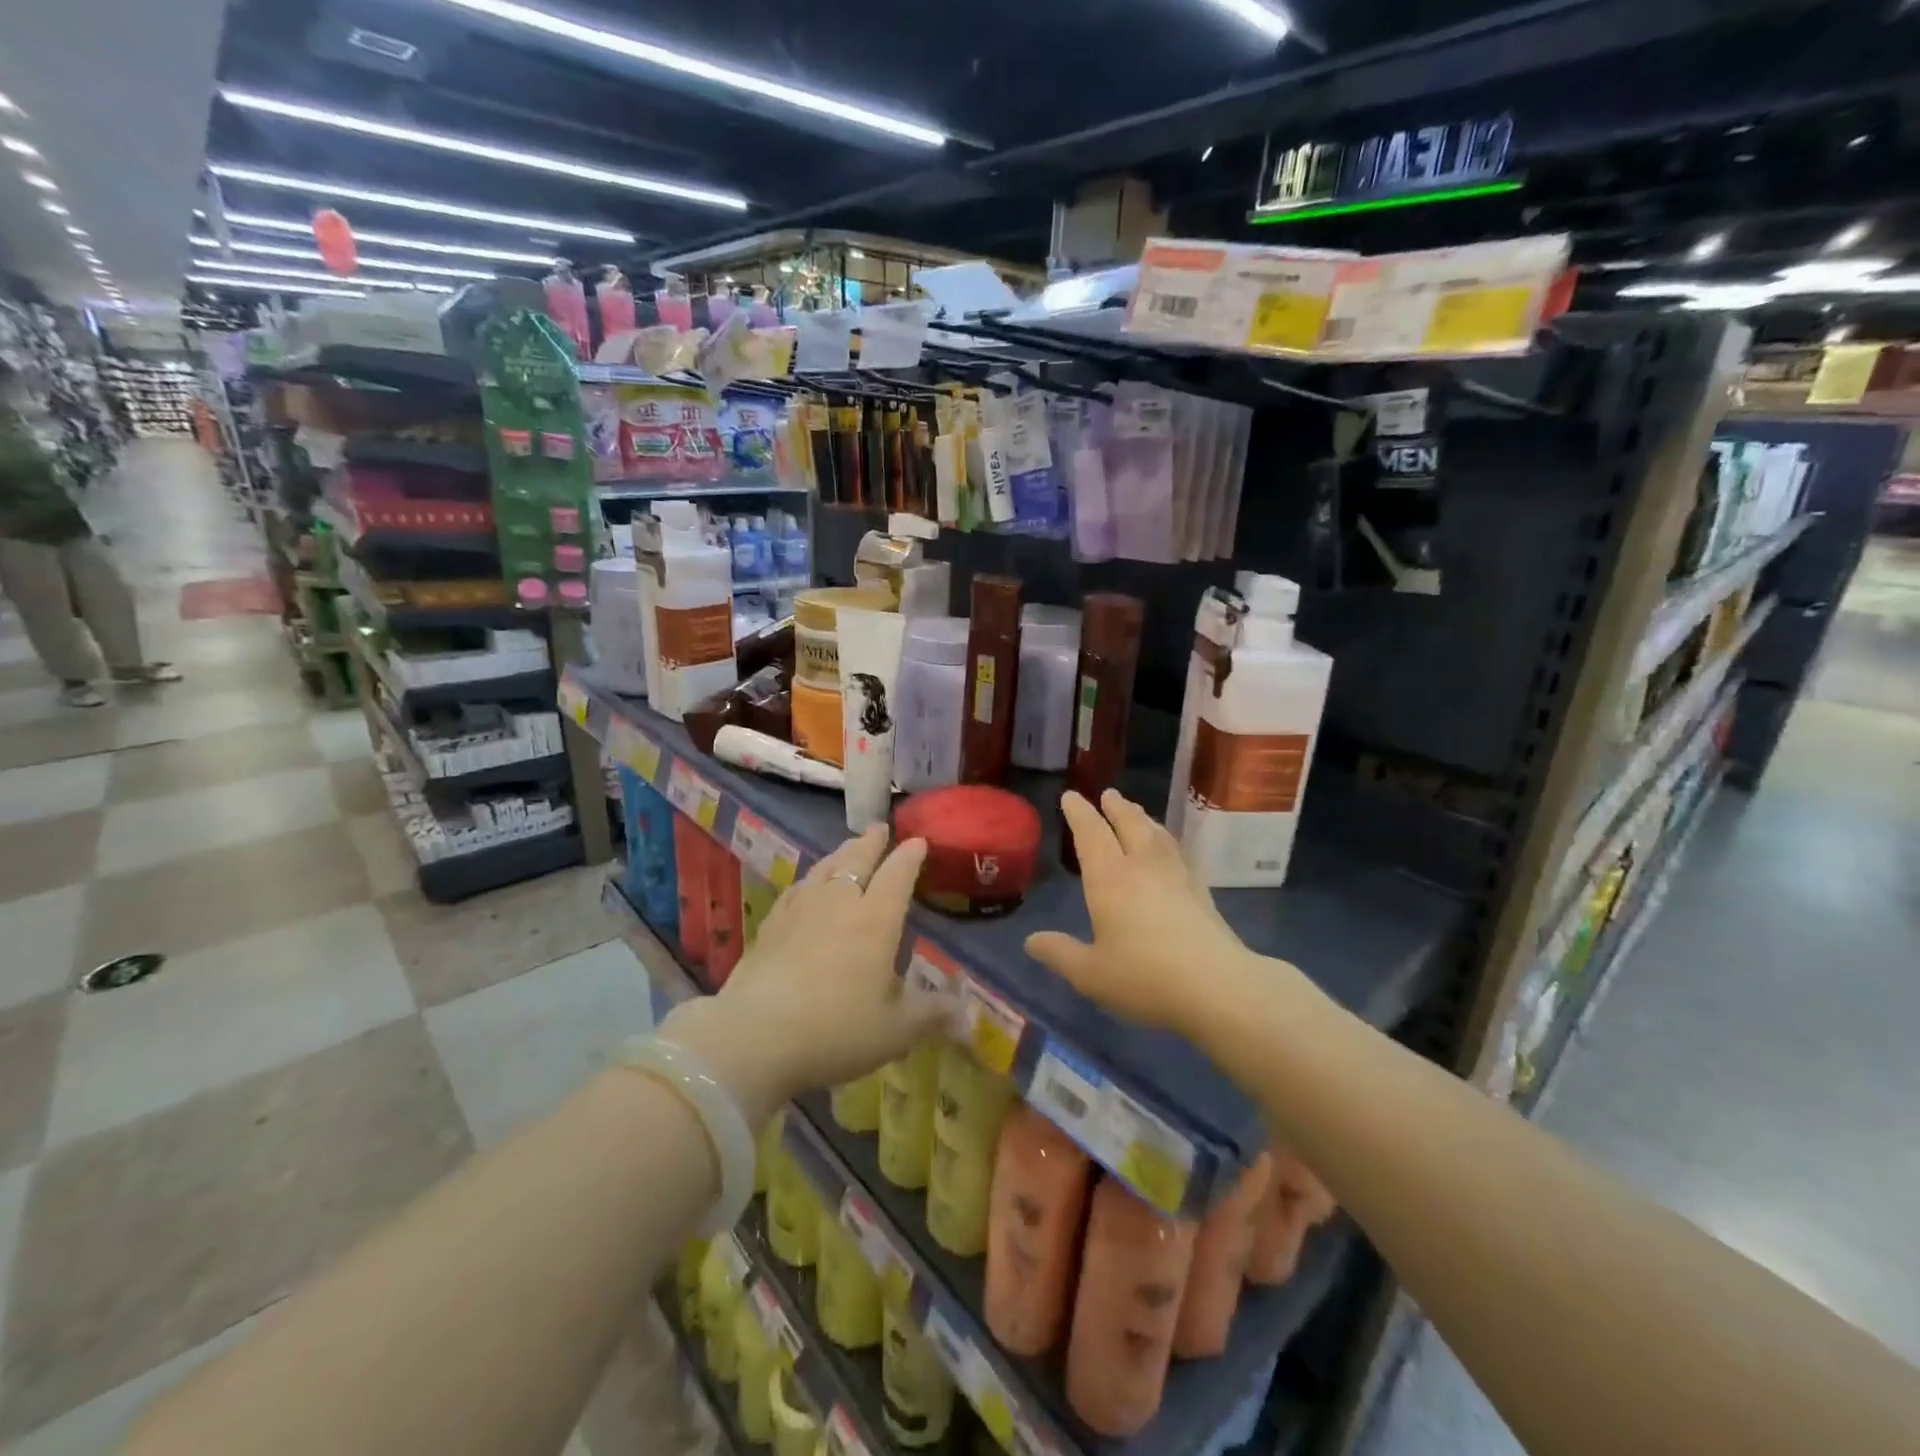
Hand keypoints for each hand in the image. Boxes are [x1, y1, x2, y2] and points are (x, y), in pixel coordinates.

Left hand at [662, 826, 945, 1123]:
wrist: (755, 1037)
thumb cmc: (836, 1030)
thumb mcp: (896, 1030)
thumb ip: (932, 1015)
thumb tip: (966, 1015)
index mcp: (875, 920)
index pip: (897, 875)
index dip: (910, 856)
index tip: (918, 842)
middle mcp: (839, 903)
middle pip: (857, 860)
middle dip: (872, 842)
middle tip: (880, 828)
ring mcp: (800, 910)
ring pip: (824, 868)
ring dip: (840, 854)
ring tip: (848, 848)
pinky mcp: (771, 925)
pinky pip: (796, 889)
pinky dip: (810, 879)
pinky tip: (806, 885)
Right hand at [1025, 790, 1268, 1040]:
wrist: (1217, 986)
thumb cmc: (1144, 977)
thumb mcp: (1091, 973)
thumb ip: (1060, 954)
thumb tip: (1031, 941)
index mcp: (1109, 878)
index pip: (1090, 833)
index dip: (1079, 813)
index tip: (1070, 796)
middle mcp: (1141, 866)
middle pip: (1129, 823)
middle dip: (1115, 807)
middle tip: (1108, 794)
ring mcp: (1176, 875)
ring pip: (1156, 834)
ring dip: (1142, 817)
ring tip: (1136, 812)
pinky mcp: (1201, 890)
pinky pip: (1178, 851)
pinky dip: (1167, 840)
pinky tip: (1170, 849)